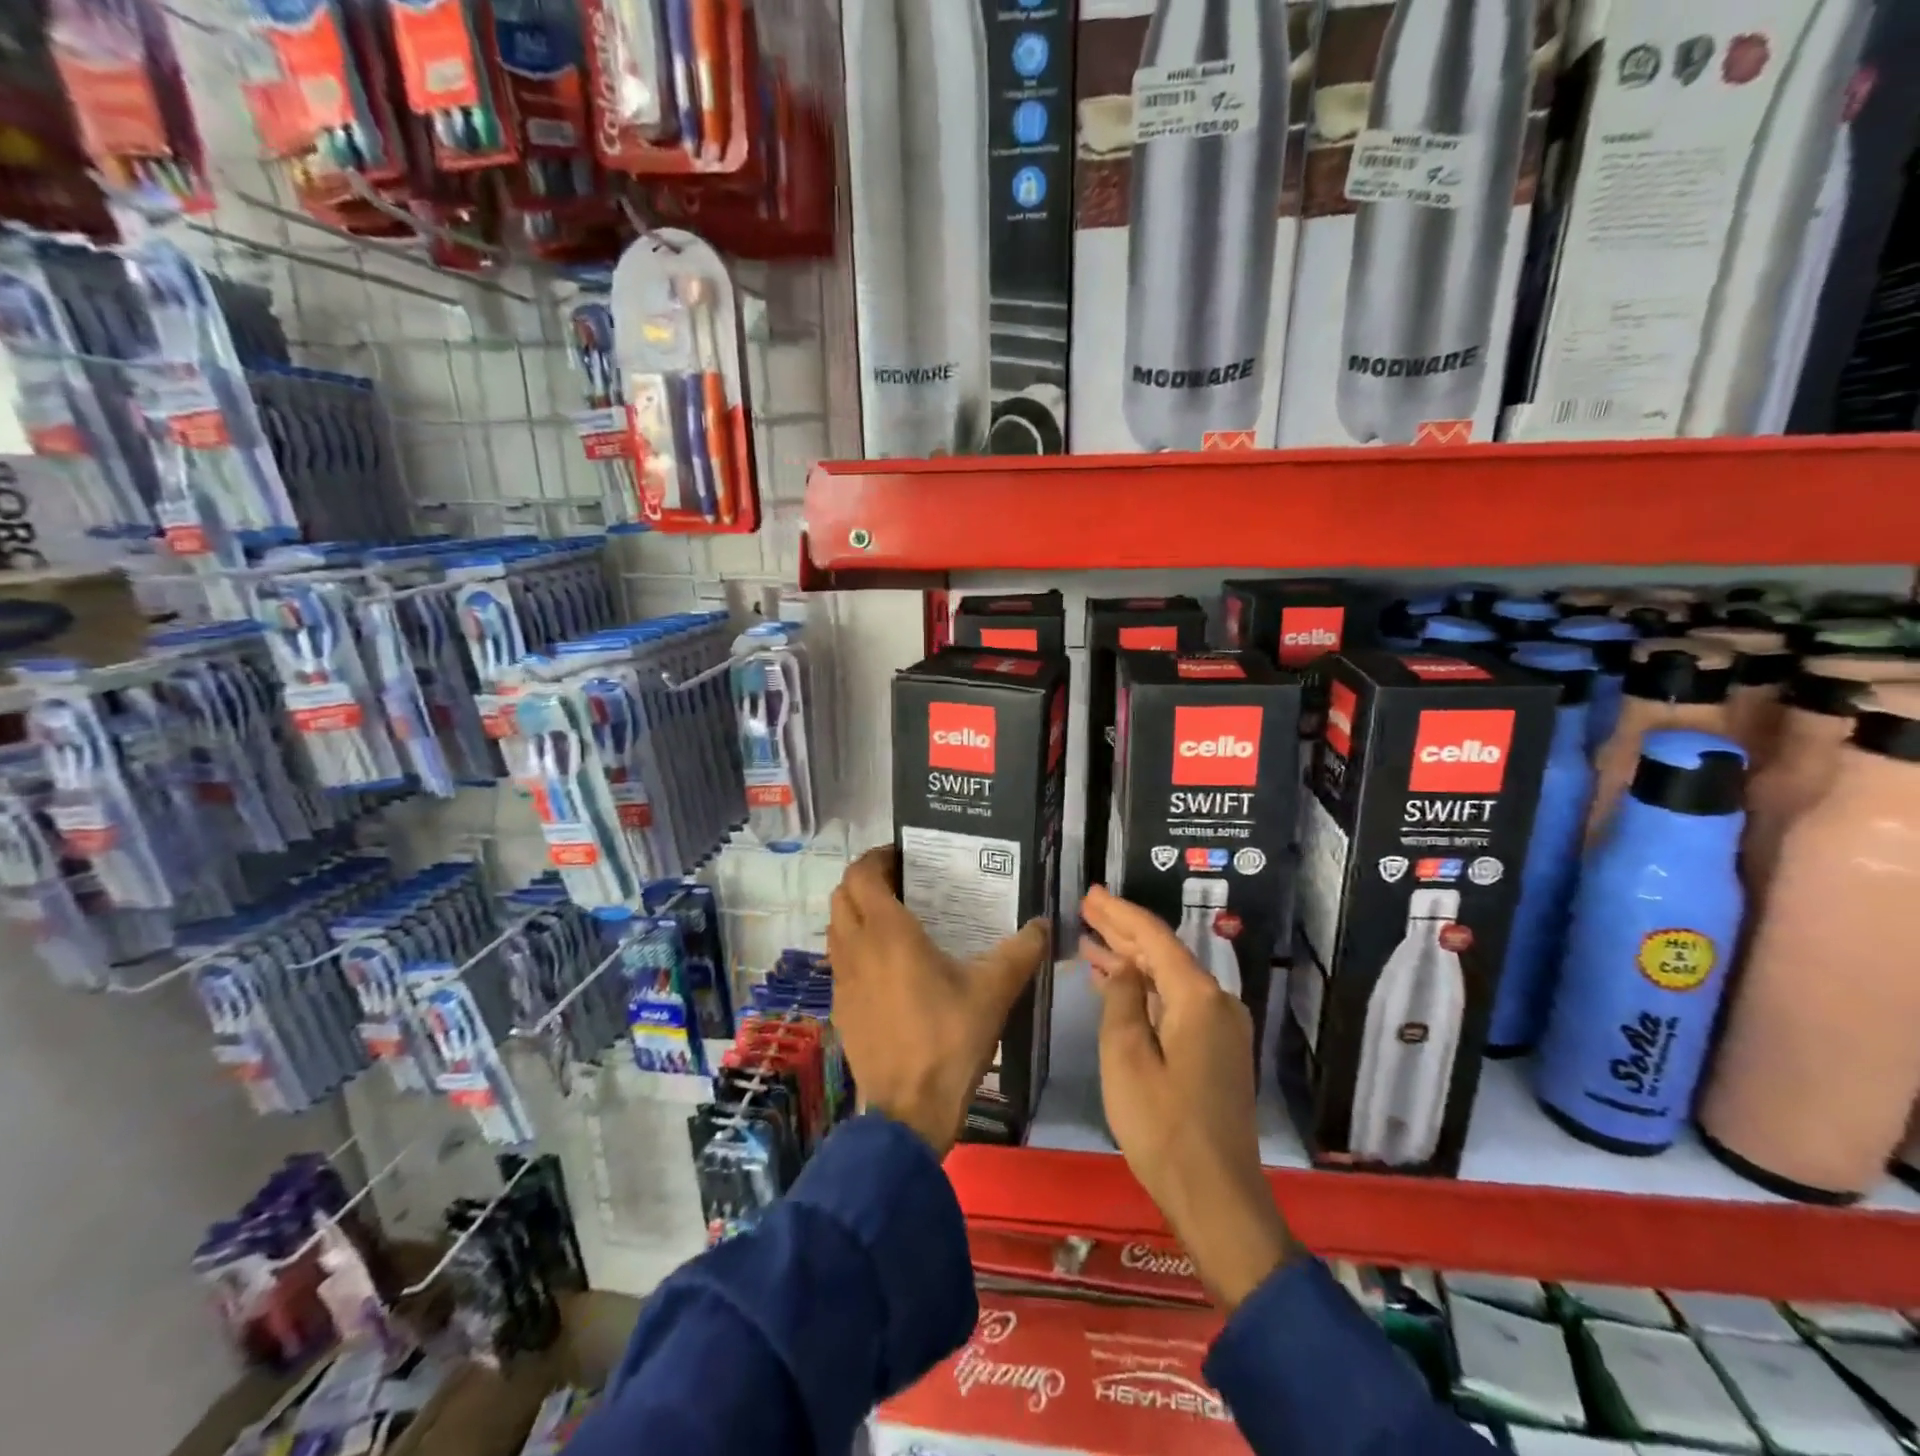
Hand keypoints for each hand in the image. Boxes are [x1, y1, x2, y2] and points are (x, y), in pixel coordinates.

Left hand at [828, 846, 1049, 1156]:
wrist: (909, 1110)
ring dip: (856, 914)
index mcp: (887, 933)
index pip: (861, 874)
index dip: (877, 858)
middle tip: (902, 885)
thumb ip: (1021, 951)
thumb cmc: (949, 1039)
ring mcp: (841, 980)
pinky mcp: (840, 1008)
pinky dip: (855, 948)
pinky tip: (887, 968)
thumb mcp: (994, 991)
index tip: (903, 857)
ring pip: (836, 928)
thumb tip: (1043, 923)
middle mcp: (856, 948)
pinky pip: (839, 961)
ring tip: (894, 921)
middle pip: (842, 895)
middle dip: (866, 882)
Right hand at [1081, 885, 1294, 1310]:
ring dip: (1130, 960)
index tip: (1090, 892)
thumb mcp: (1126, 1058)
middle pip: (1163, 953)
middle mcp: (1217, 1003)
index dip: (1118, 913)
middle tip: (1087, 907)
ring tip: (1091, 939)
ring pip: (1168, 979)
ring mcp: (1221, 1028)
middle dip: (1123, 930)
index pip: (1153, 937)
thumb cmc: (1163, 1128)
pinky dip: (1144, 990)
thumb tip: (1122, 968)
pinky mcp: (1217, 1052)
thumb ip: (1122, 1001)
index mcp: (1197, 998)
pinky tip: (1117, 984)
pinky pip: (1175, 1003)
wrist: (1218, 1199)